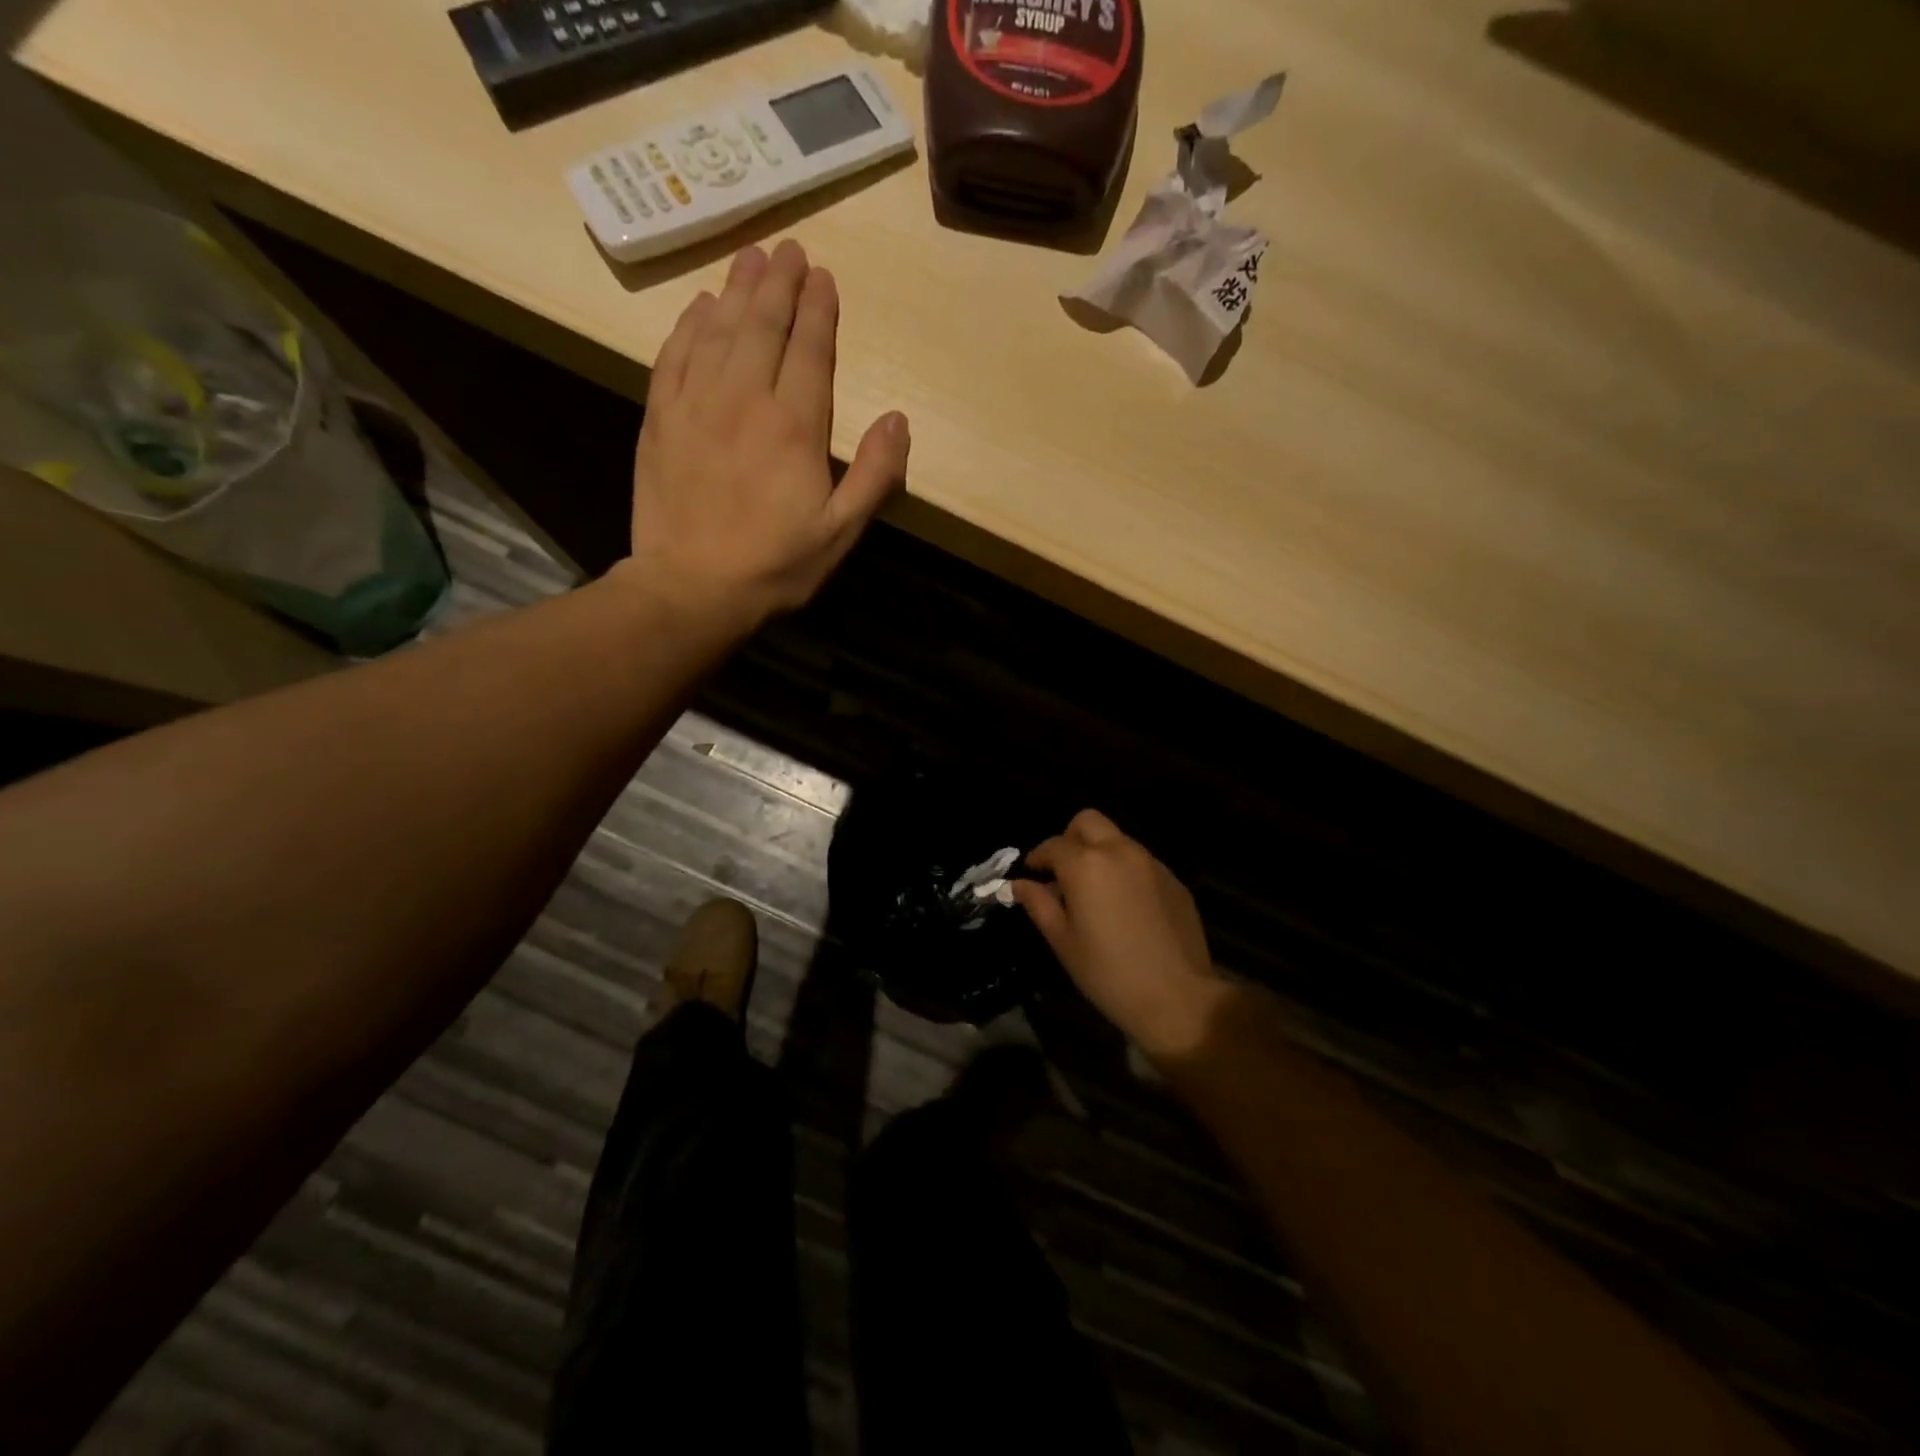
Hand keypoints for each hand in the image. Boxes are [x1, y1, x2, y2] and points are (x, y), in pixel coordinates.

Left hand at [621, 240, 908, 626]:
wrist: (691, 588)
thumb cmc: (775, 566)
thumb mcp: (840, 533)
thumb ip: (874, 475)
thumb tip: (898, 418)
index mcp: (794, 426)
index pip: (810, 350)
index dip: (819, 309)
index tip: (823, 276)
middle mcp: (744, 399)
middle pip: (763, 325)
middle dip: (780, 283)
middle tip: (789, 249)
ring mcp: (696, 404)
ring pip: (719, 330)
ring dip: (737, 289)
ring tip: (751, 258)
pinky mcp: (660, 419)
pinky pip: (675, 355)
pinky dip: (690, 325)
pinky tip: (700, 307)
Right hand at [1013, 810, 1224, 1057]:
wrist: (1177, 997)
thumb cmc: (1108, 973)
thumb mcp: (1063, 941)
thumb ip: (1039, 904)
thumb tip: (1018, 884)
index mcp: (1086, 864)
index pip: (1053, 845)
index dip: (1038, 858)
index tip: (1032, 874)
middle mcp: (1119, 851)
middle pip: (1088, 822)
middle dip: (1070, 839)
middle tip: (1063, 871)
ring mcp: (1151, 863)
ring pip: (1117, 839)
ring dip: (1099, 853)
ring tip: (1094, 890)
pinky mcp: (1174, 880)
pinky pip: (1141, 862)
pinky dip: (1125, 871)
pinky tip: (1125, 906)